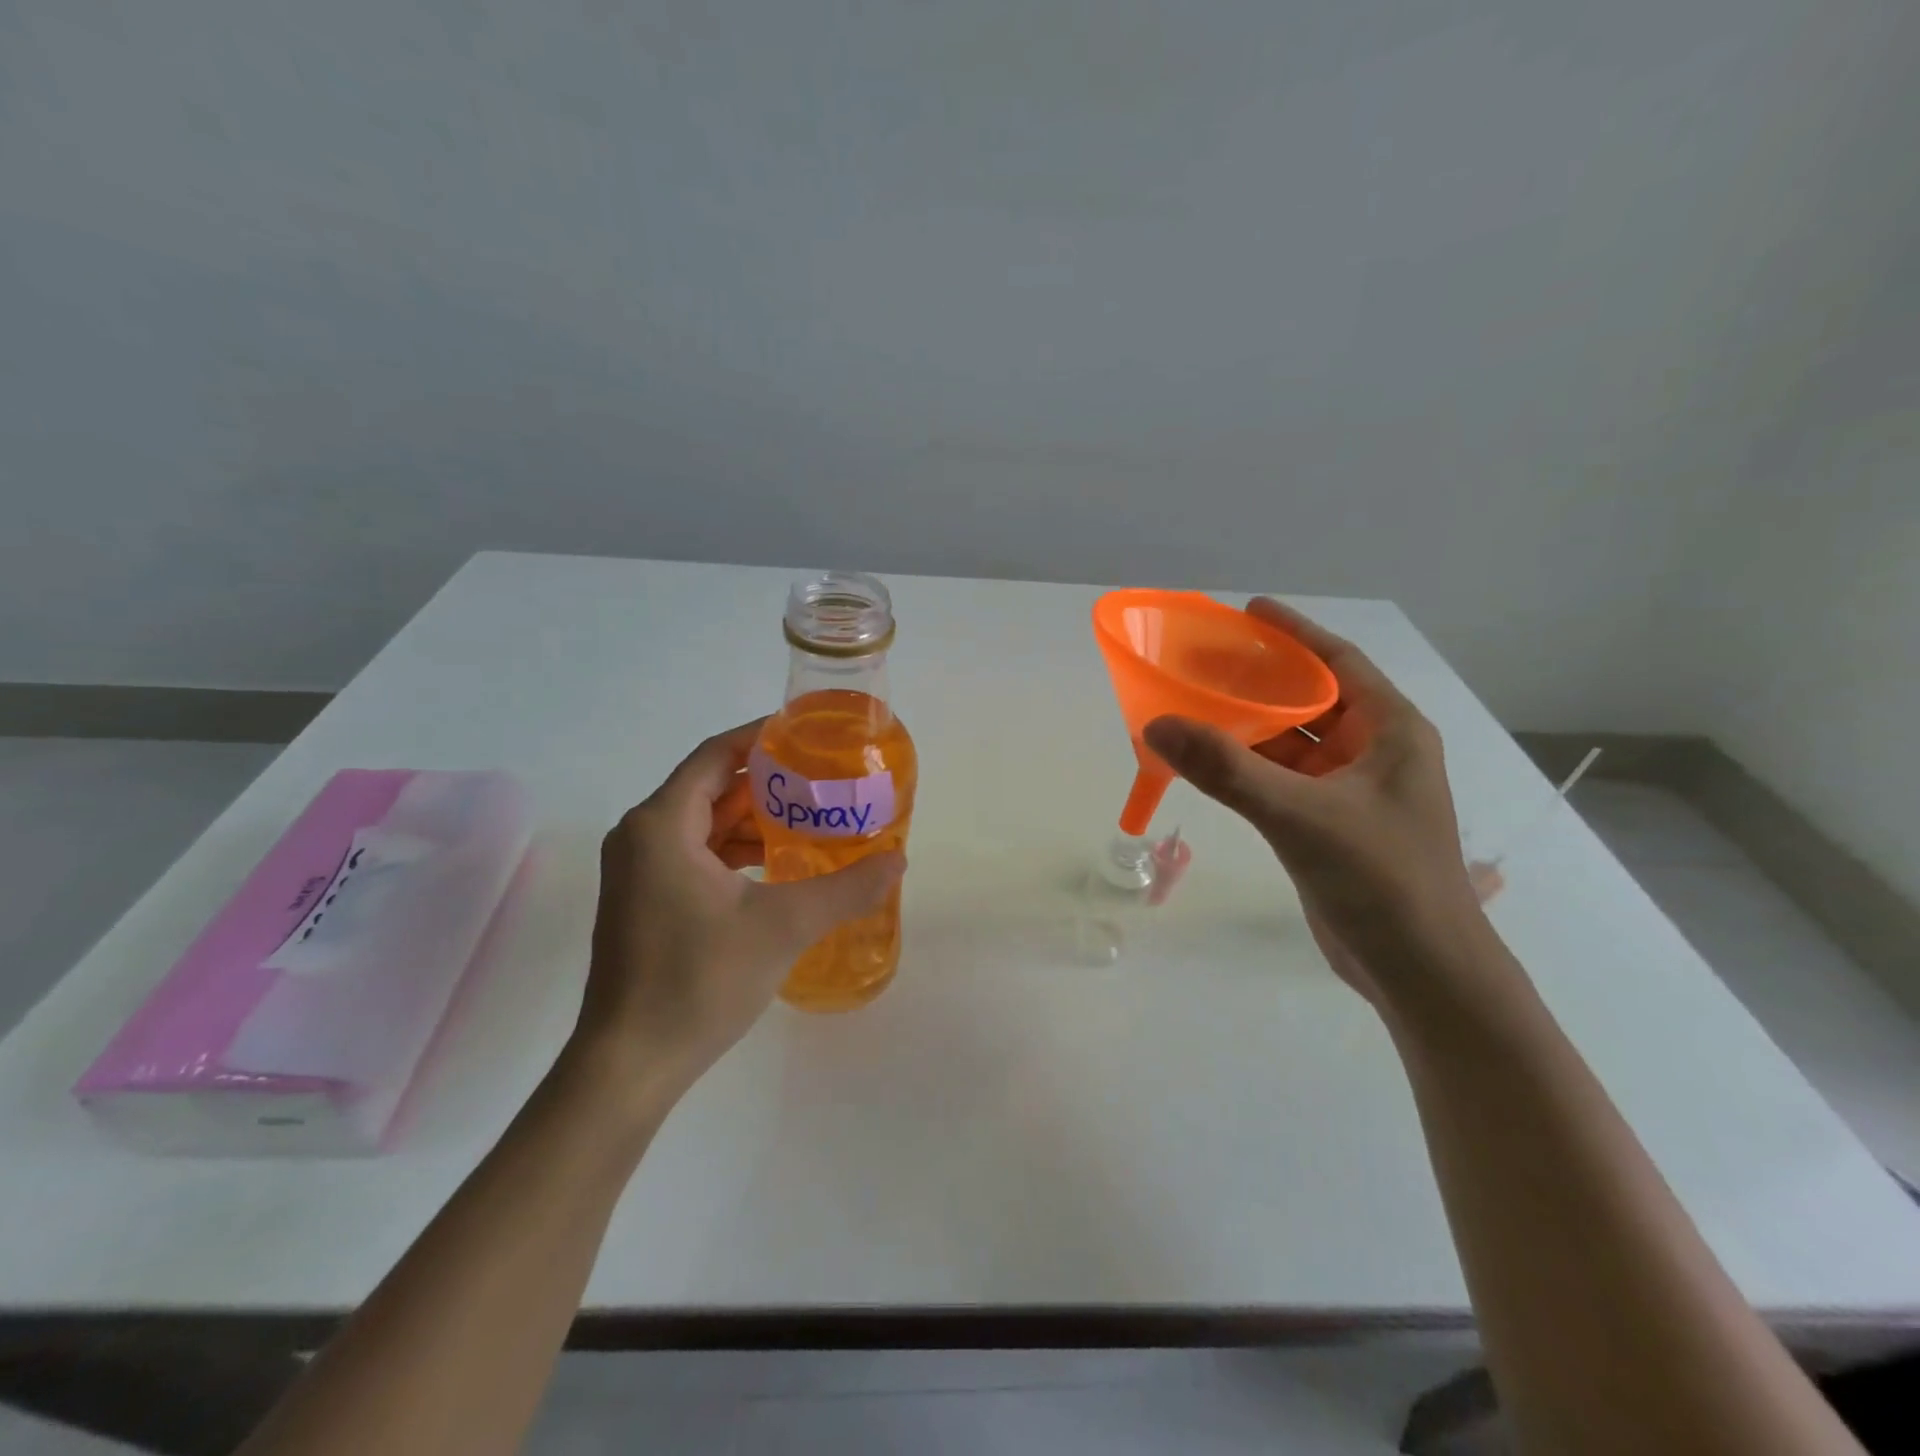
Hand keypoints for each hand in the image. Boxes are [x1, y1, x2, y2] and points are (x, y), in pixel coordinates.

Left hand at [574, 720, 904, 1094]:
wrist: (630, 1063)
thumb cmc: (699, 980)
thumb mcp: (784, 926)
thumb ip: (846, 888)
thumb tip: (899, 861)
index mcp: (661, 824)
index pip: (717, 756)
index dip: (762, 738)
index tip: (809, 735)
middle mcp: (641, 836)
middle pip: (712, 787)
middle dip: (768, 783)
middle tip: (824, 782)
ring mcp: (637, 871)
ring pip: (703, 823)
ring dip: (754, 820)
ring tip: (811, 821)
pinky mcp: (643, 900)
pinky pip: (694, 853)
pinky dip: (735, 850)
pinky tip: (777, 865)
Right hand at [1142, 599, 1481, 1004]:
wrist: (1420, 971)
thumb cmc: (1379, 879)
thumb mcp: (1299, 815)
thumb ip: (1226, 770)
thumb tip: (1157, 725)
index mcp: (1390, 731)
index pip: (1339, 662)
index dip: (1294, 633)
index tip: (1247, 612)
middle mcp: (1375, 753)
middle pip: (1311, 699)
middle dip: (1260, 679)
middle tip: (1204, 661)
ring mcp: (1353, 792)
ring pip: (1293, 743)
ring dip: (1249, 726)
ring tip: (1195, 706)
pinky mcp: (1330, 825)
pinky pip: (1284, 779)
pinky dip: (1249, 767)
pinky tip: (1211, 763)